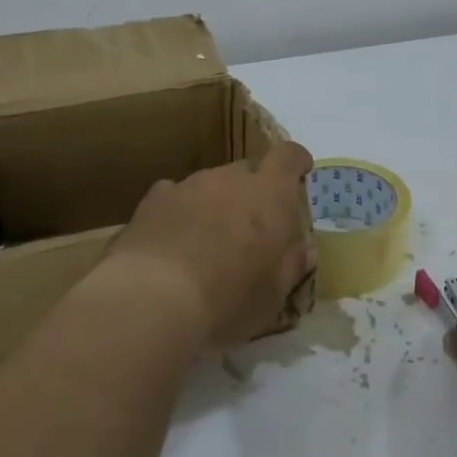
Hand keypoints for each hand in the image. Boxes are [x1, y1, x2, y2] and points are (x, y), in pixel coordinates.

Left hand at [106, 141, 317, 350]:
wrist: (152, 300)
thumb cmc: (228, 298)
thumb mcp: (274, 294)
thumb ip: (291, 264)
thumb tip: (304, 248)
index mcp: (269, 194)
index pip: (289, 156)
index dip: (295, 163)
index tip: (299, 176)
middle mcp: (229, 178)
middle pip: (248, 170)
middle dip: (254, 191)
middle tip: (253, 228)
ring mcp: (188, 185)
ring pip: (211, 184)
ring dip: (216, 204)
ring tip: (208, 243)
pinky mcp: (152, 201)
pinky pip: (175, 197)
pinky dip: (180, 212)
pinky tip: (174, 242)